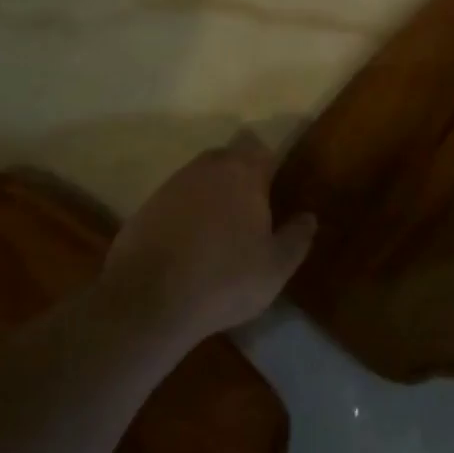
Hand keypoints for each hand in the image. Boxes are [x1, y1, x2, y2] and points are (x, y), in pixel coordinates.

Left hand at [103, 132, 316, 338]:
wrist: (148, 302)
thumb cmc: (224, 279)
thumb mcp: (275, 267)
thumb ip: (297, 237)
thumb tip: (308, 217)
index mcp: (243, 173)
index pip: (261, 150)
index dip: (270, 167)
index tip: (276, 191)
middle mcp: (206, 168)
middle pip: (229, 158)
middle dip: (241, 177)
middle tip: (252, 211)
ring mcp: (171, 185)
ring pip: (200, 178)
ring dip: (211, 195)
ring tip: (220, 232)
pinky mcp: (145, 207)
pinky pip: (176, 201)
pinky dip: (185, 214)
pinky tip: (189, 246)